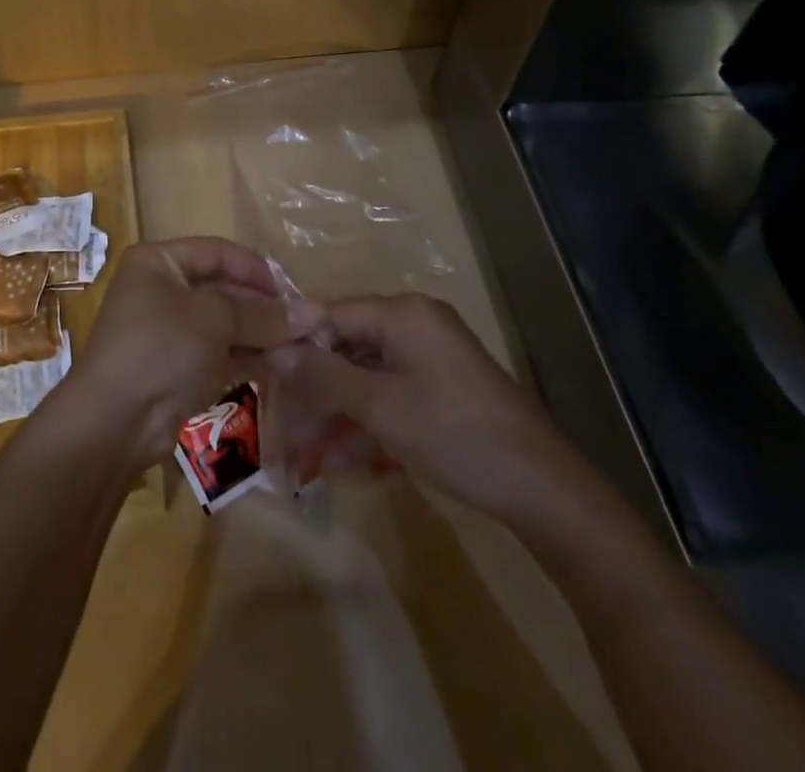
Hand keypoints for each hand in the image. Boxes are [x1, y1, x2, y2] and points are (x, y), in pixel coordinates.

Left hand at [69, 237, 324, 465]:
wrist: (116, 420)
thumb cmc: (160, 347)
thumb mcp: (214, 320)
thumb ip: (262, 314)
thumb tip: (314, 313)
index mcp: (159, 262)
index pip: (218, 252)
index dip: (258, 269)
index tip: (296, 291)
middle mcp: (163, 289)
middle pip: (224, 288)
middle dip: (265, 306)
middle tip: (309, 324)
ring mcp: (171, 330)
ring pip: (226, 323)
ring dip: (263, 333)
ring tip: (306, 346)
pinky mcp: (180, 366)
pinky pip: (222, 351)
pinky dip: (250, 356)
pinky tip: (285, 365)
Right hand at [266, 293, 588, 527]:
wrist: (542, 490)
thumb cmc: (452, 434)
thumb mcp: (379, 406)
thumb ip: (323, 374)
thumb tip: (273, 350)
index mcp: (401, 313)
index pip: (330, 314)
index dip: (294, 344)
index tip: (261, 376)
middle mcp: (413, 325)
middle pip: (345, 349)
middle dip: (313, 392)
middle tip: (282, 428)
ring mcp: (428, 358)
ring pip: (364, 378)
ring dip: (335, 416)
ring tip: (302, 459)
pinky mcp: (439, 389)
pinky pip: (389, 396)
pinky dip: (365, 425)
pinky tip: (337, 463)